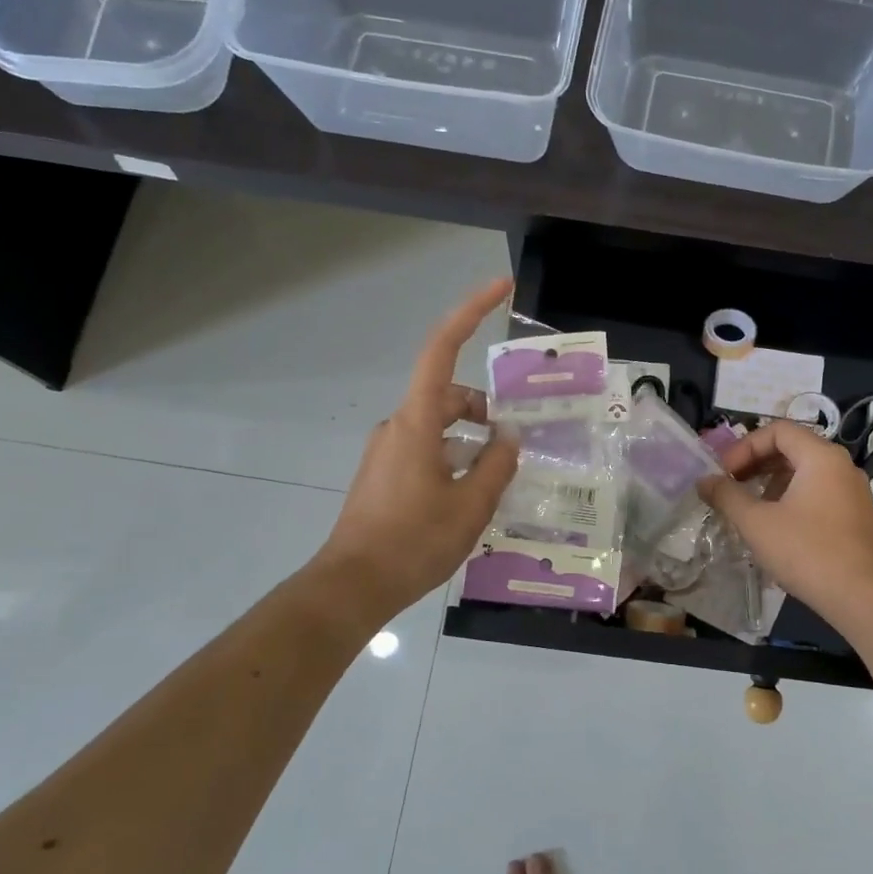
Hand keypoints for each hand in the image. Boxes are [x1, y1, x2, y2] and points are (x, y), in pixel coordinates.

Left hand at [315, 277, 519, 620]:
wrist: (353, 586)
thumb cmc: (414, 541)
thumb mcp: (471, 505)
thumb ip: (497, 464)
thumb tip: (508, 438)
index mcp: (416, 422)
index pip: (442, 349)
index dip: (470, 312)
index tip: (499, 287)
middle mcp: (397, 426)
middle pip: (448, 394)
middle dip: (485, 408)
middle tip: (519, 441)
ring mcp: (387, 450)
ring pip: (439, 426)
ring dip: (472, 439)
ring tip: (500, 476)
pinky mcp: (384, 474)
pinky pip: (427, 449)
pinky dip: (454, 456)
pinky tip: (472, 492)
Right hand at [697, 420, 872, 632]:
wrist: (862, 598)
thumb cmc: (806, 552)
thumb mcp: (756, 523)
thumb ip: (727, 496)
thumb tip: (704, 481)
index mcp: (821, 457)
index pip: (778, 430)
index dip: (745, 446)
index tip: (725, 473)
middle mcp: (842, 466)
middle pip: (793, 448)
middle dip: (757, 463)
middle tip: (732, 486)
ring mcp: (854, 492)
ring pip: (806, 473)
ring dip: (773, 483)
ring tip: (751, 509)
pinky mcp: (858, 517)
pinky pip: (820, 493)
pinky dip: (793, 498)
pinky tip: (778, 528)